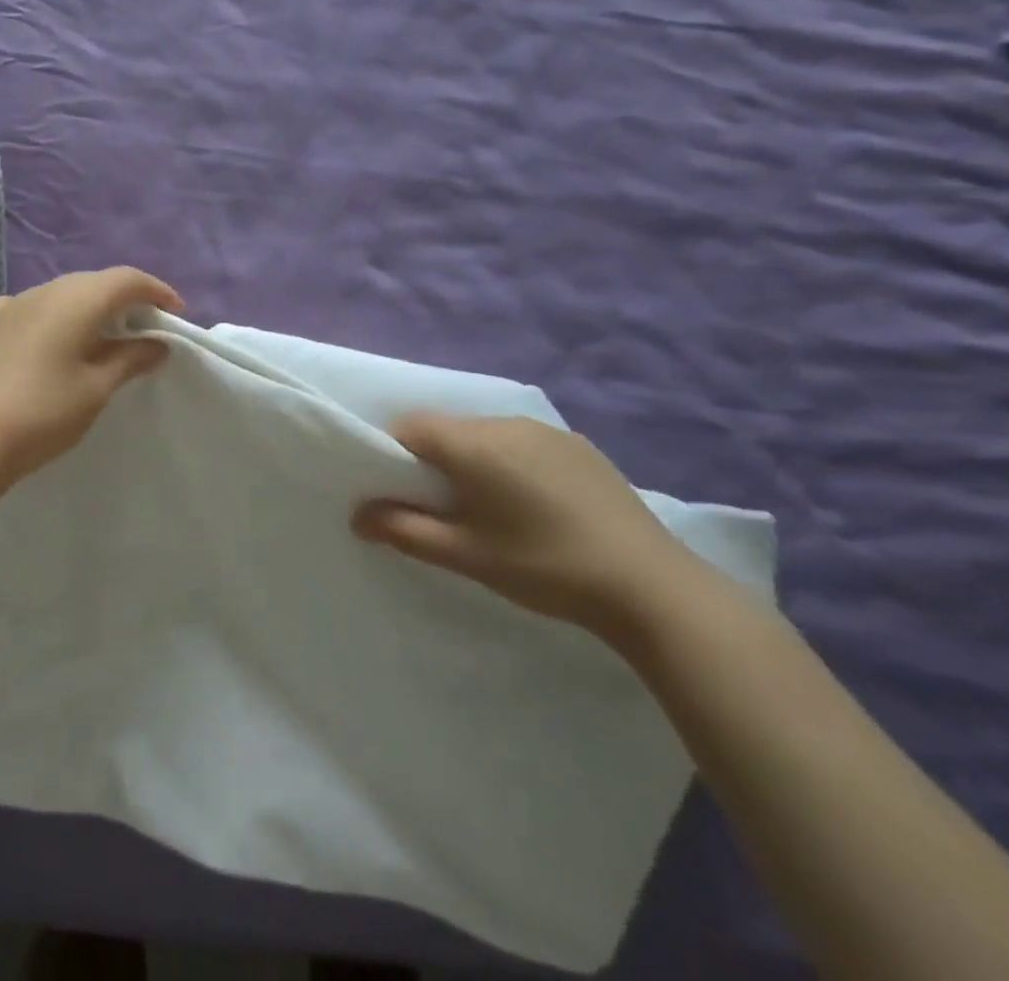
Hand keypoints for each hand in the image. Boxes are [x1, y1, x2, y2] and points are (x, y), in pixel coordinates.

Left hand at [0, 266, 184, 488]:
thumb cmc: (44, 412)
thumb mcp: (97, 388)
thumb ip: (130, 359)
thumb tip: (157, 344)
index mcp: (77, 299)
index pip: (127, 279)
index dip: (157, 292)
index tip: (176, 314)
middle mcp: (43, 290)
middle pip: (94, 282)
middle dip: (124, 300)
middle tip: (144, 328)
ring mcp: (10, 304)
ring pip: (60, 293)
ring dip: (87, 307)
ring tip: (101, 336)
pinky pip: (30, 308)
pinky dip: (52, 316)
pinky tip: (50, 339)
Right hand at [352, 414, 704, 637]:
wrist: (651, 586)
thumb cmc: (544, 567)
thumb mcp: (466, 556)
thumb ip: (404, 530)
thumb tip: (357, 515)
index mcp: (473, 444)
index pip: (410, 427)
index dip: (395, 454)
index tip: (405, 494)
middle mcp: (505, 422)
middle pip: (447, 430)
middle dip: (435, 461)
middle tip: (448, 510)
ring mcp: (547, 431)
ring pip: (485, 435)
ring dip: (475, 461)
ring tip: (496, 512)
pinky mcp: (579, 445)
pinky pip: (523, 442)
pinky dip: (512, 463)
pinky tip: (538, 506)